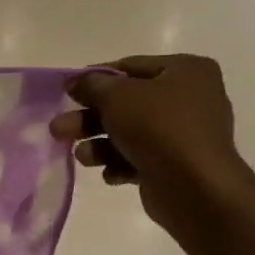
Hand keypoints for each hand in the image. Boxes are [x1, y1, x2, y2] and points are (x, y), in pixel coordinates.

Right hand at [50, 55, 253, 240]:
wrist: (196, 188)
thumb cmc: (158, 128)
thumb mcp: (116, 96)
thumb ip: (91, 85)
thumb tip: (74, 82)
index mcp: (186, 71)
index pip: (130, 67)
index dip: (95, 79)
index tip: (67, 92)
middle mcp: (191, 98)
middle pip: (126, 103)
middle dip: (90, 118)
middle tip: (59, 129)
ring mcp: (185, 134)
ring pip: (129, 133)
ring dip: (99, 144)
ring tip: (80, 156)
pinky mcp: (177, 165)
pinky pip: (141, 158)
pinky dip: (121, 163)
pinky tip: (110, 174)